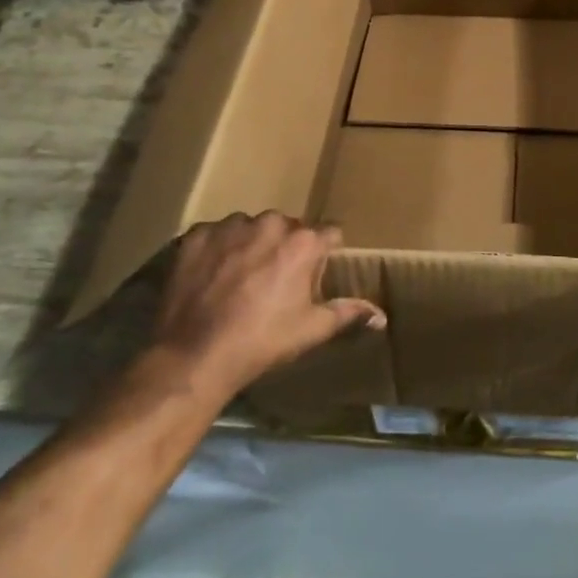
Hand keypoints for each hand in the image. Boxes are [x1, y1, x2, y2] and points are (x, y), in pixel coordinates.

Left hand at [152, 212, 384, 397]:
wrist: (195, 355)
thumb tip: (381, 315)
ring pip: (251, 227)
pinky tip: (212, 277)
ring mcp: (229, 226)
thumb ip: (347, 313)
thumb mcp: (311, 329)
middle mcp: (269, 223)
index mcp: (303, 242)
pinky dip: (218, 250)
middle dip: (286, 247)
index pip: (329, 233)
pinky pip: (216, 235)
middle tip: (275, 281)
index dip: (325, 251)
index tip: (316, 271)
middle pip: (288, 227)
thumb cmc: (262, 342)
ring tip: (239, 279)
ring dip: (251, 245)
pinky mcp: (196, 235)